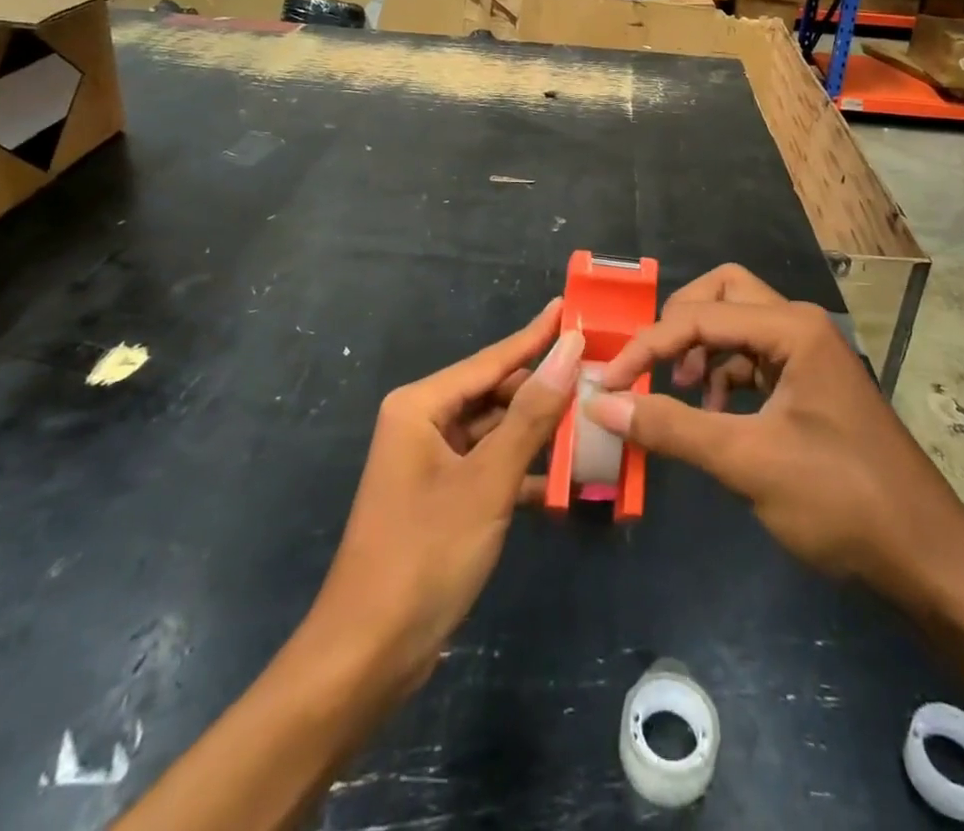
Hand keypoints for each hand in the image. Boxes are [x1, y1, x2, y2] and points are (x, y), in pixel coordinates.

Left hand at [317, 299, 582, 691]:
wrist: (367, 656)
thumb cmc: (425, 554)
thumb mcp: (488, 479)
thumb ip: (532, 413)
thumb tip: (570, 347)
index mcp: (421, 406)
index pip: (492, 359)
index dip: (535, 336)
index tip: (570, 308)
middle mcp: (423, 424)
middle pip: (494, 392)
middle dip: (543, 387)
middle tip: (597, 370)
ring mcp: (431, 463)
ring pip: (495, 431)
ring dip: (538, 431)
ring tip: (592, 415)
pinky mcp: (441, 499)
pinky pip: (489, 467)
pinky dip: (523, 470)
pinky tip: (565, 476)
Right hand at [585, 266, 963, 595]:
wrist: (927, 558)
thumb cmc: (841, 500)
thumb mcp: (748, 461)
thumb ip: (671, 427)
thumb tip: (600, 403)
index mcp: (792, 328)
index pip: (699, 316)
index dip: (647, 346)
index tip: (606, 383)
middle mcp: (800, 326)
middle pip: (723, 294)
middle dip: (679, 323)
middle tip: (652, 367)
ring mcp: (809, 355)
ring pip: (737, 324)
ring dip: (700, 349)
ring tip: (681, 394)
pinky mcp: (809, 385)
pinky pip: (753, 358)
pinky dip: (723, 375)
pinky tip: (713, 413)